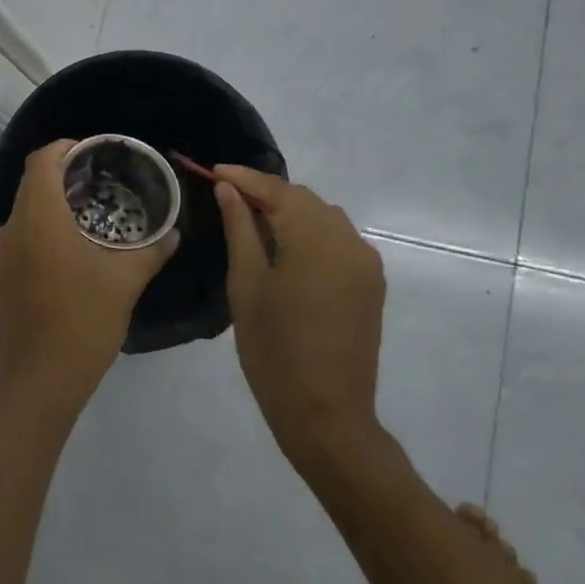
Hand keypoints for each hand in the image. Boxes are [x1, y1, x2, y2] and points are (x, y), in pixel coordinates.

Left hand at [0, 139, 178, 411]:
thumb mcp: (125, 282)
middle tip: (96, 183)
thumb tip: (174, 233)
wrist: (41, 380)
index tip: (90, 153)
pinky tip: (63, 249)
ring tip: (83, 215)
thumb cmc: (84, 321)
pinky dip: (36, 231)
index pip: (42, 160)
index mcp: (38, 218)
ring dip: (48, 205)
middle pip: (30, 184)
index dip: (64, 148)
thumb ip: (151, 251)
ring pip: (22, 212)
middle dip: (61, 176)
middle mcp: (9, 228)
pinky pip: (15, 238)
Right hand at [213, 166, 386, 469]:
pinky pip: (337, 241)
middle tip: (227, 196)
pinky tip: (285, 248)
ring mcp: (365, 263)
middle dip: (266, 193)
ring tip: (252, 221)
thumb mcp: (246, 284)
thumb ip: (240, 229)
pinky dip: (310, 234)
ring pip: (323, 218)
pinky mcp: (371, 283)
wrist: (326, 413)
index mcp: (315, 239)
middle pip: (303, 199)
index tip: (213, 170)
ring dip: (289, 212)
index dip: (244, 178)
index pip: (277, 191)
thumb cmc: (274, 349)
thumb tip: (229, 190)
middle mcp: (348, 241)